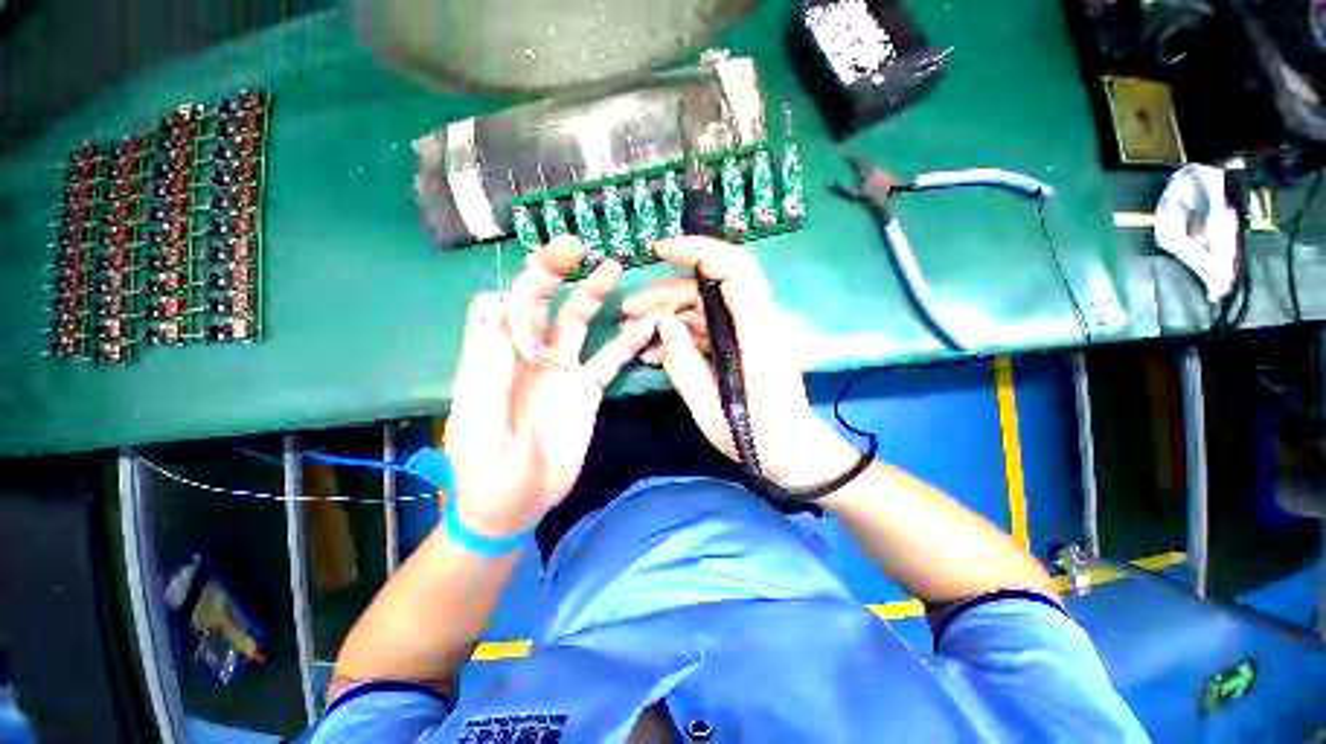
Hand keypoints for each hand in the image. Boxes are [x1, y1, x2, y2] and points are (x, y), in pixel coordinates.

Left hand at [444, 237, 658, 538]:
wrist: (518, 505)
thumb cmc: (489, 476)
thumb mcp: (480, 430)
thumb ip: (485, 374)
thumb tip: (491, 311)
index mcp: (493, 363)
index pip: (497, 310)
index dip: (515, 290)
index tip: (539, 285)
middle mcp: (527, 357)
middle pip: (539, 304)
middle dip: (554, 273)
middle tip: (577, 249)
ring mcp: (561, 371)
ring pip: (576, 323)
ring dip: (593, 295)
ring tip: (614, 271)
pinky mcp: (586, 389)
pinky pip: (608, 359)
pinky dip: (626, 342)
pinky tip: (647, 326)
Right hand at [622, 237, 858, 490]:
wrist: (796, 455)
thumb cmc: (761, 439)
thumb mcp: (712, 410)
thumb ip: (683, 365)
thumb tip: (660, 326)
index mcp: (758, 332)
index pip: (734, 268)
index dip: (698, 250)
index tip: (659, 251)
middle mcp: (758, 322)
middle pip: (712, 285)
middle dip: (667, 291)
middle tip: (629, 309)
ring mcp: (750, 333)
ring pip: (705, 306)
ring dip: (669, 314)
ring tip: (634, 330)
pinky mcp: (743, 346)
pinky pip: (708, 329)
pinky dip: (681, 334)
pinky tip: (655, 351)